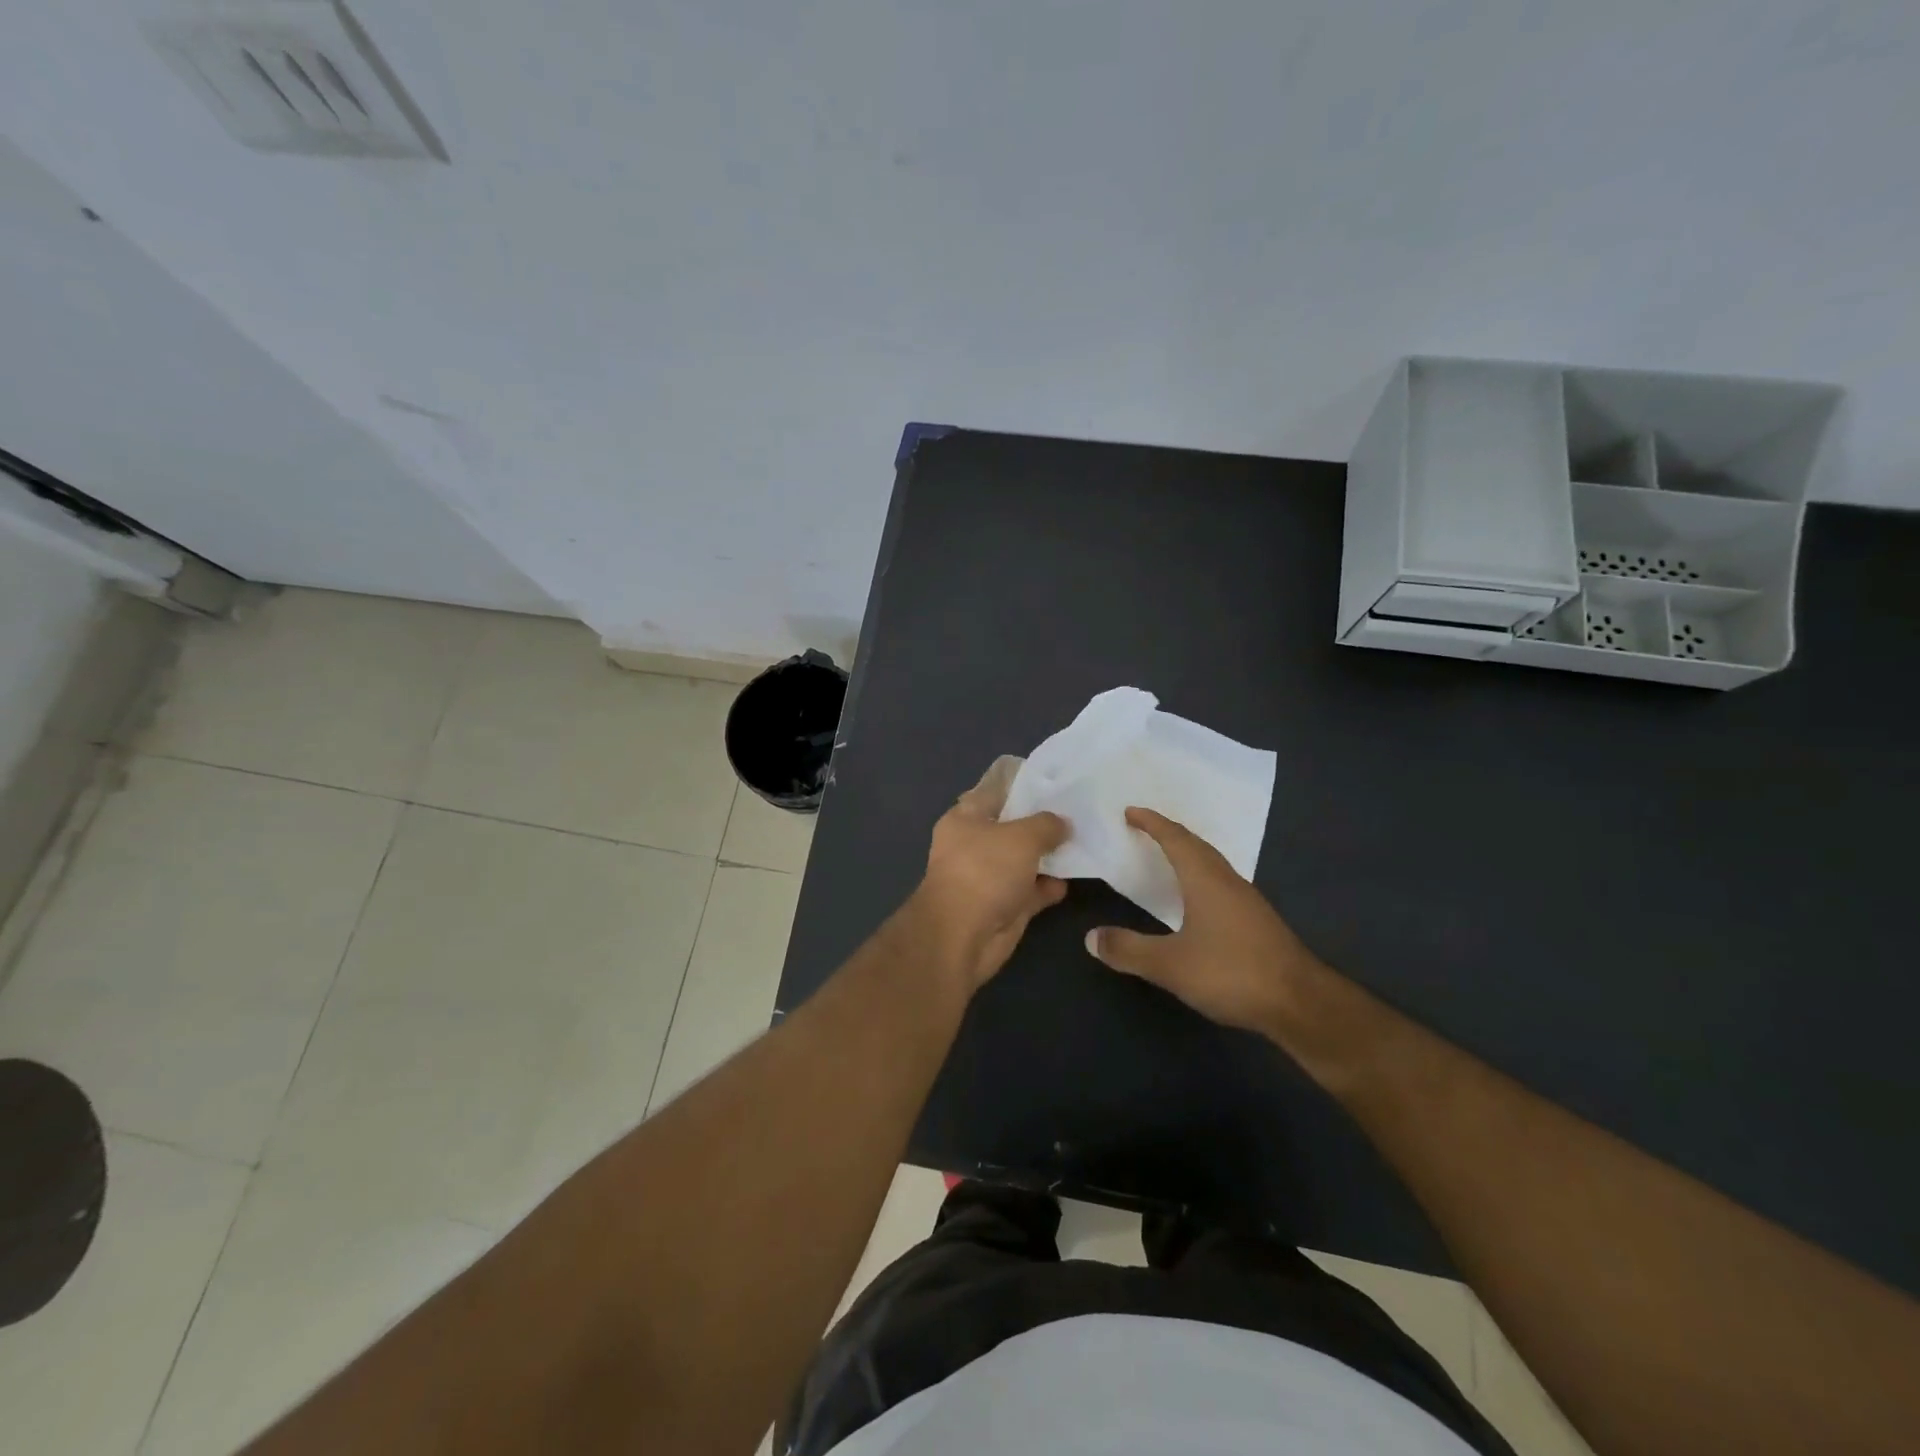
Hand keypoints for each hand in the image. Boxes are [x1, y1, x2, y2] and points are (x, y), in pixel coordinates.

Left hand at [909, 756, 1068, 992]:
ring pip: (1024, 860)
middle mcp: (974, 845)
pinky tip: (1073, 878)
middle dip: (1043, 824)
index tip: (1056, 783)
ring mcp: (989, 877)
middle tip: (1079, 813)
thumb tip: (1063, 824)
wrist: (964, 936)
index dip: (1024, 786)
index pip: (996, 792)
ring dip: (1050, 856)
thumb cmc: (985, 870)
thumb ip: (1046, 825)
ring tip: (1084, 842)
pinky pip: (1032, 890)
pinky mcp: (1004, 906)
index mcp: (965, 818)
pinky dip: (1049, 886)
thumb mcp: (1022, 836)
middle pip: (1013, 828)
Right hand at [1085, 807, 1327, 1038]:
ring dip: (1189, 854)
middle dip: (1170, 833)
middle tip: (1145, 829)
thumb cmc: (1232, 972)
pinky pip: (1222, 884)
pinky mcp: (1258, 922)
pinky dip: (1201, 877)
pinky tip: (1197, 899)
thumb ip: (1129, 949)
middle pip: (1197, 846)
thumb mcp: (1170, 965)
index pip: (1175, 839)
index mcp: (1206, 879)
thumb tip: (1090, 937)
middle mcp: (1228, 881)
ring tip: (1167, 858)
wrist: (1300, 1003)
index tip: (1130, 811)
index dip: (1152, 823)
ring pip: (1213, 865)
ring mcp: (1247, 901)